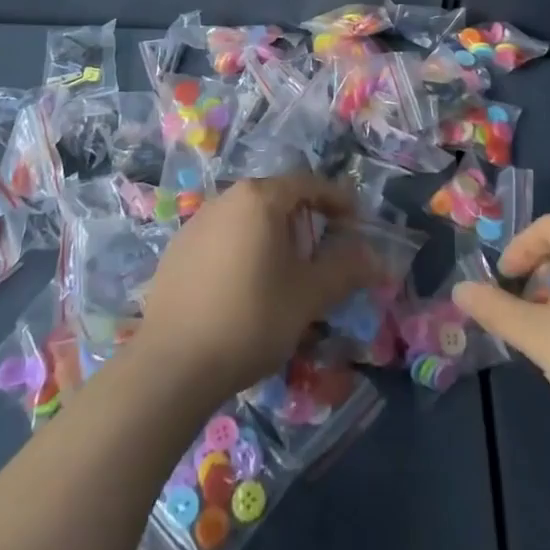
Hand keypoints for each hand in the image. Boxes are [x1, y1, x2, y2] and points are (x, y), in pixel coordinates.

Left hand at [135, 173, 380, 405]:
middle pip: (276, 198)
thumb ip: (345, 270)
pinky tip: (244, 289)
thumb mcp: (308, 296)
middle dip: (304, 220)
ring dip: (272, 237)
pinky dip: (243, 251)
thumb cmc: (250, 319)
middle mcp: (226, 198)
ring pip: (247, 219)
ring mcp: (196, 223)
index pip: (308, 184)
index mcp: (260, 198)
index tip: (355, 221)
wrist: (172, 365)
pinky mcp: (177, 251)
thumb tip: (376, 257)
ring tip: (284, 274)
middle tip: (322, 253)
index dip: (336, 200)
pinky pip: (222, 239)